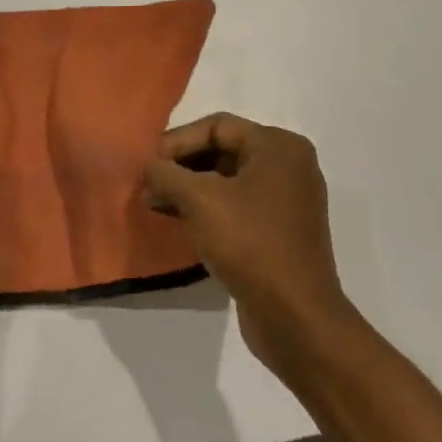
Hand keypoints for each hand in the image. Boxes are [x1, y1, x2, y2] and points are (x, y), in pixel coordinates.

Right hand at [143, 114, 356, 376]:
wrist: (295, 315)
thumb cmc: (250, 244)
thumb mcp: (200, 201)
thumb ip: (167, 173)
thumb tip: (148, 165)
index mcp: (279, 147)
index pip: (217, 126)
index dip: (176, 141)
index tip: (146, 166)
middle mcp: (288, 167)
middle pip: (223, 151)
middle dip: (180, 166)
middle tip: (147, 186)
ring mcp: (287, 201)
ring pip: (227, 181)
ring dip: (188, 190)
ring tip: (154, 205)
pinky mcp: (279, 232)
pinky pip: (236, 207)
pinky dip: (207, 210)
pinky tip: (179, 223)